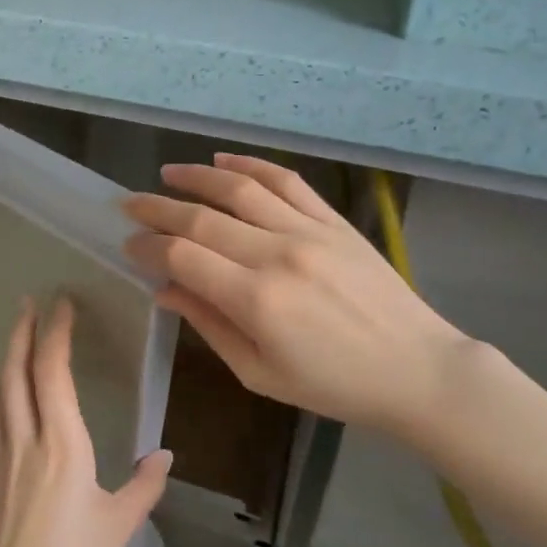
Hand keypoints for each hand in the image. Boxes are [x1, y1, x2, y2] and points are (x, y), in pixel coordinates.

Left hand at [0, 297, 171, 546]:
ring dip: (4, 362)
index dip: (56, 333)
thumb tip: (164, 456)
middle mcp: (23, 439)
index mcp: (62, 444)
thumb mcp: (119, 528)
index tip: (61, 305)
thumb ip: (144, 487)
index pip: (53, 372)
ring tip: (15, 348)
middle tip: (28, 304)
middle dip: (22, 332)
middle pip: (15, 371)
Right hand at [123, 154, 470, 440]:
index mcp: (256, 301)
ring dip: (196, 176)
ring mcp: (308, 231)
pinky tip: (224, 160)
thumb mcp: (260, 373)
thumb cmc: (334, 386)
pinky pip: (286, 181)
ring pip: (240, 189)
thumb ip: (209, 325)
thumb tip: (164, 289)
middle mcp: (277, 255)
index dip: (148, 247)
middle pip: (201, 218)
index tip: (128, 244)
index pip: (182, 256)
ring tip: (168, 173)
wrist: (417, 369)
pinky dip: (251, 165)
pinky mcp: (333, 221)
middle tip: (128, 205)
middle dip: (157, 208)